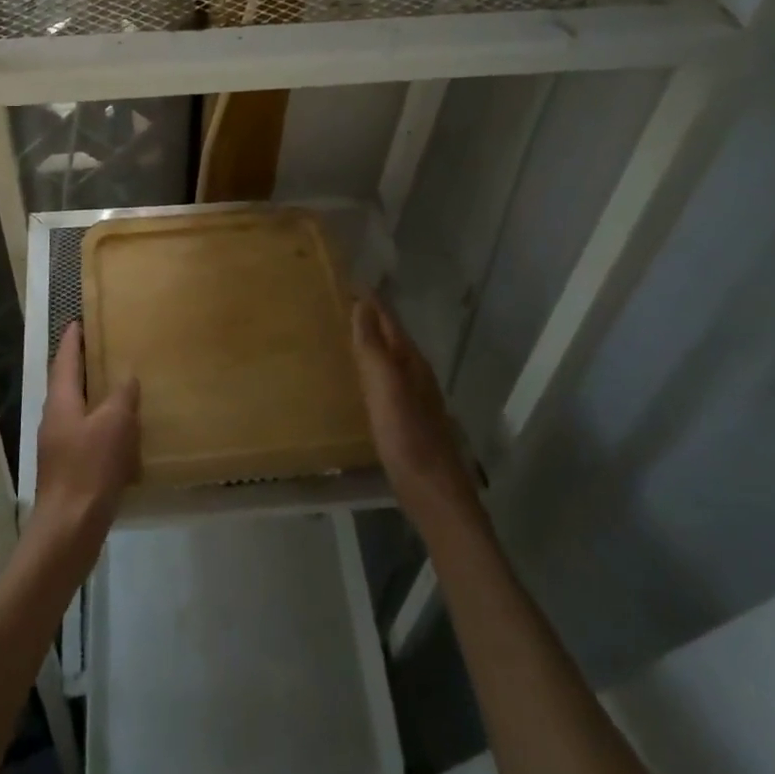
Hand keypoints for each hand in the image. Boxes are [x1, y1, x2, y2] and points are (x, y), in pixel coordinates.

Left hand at [29, 322, 139, 554]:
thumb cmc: (89, 469)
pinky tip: (124, 433)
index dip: (72, 339)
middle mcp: (55, 418)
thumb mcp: (114, 424)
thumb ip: (122, 396)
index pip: (64, 359)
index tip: (80, 320)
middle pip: (68, 383)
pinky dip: (103, 425)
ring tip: (121, 387)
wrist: (69, 530)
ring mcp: (60, 446)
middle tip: (107, 349)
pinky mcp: (69, 469)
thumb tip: (127, 377)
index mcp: (61, 401)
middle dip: (84, 365)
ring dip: (96, 396)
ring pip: (78, 410)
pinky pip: (87, 435)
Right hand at [351, 298, 483, 539]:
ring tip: (343, 332)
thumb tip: (362, 304)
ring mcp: (415, 397)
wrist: (435, 495)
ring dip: (371, 341)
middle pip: (391, 335)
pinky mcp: (409, 419)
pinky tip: (360, 379)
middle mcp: (416, 373)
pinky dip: (371, 368)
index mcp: (411, 361)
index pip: (388, 318)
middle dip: (369, 316)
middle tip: (339, 299)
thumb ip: (373, 348)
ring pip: (390, 357)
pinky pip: (386, 380)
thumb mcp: (386, 389)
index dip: (370, 299)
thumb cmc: (407, 438)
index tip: (347, 278)